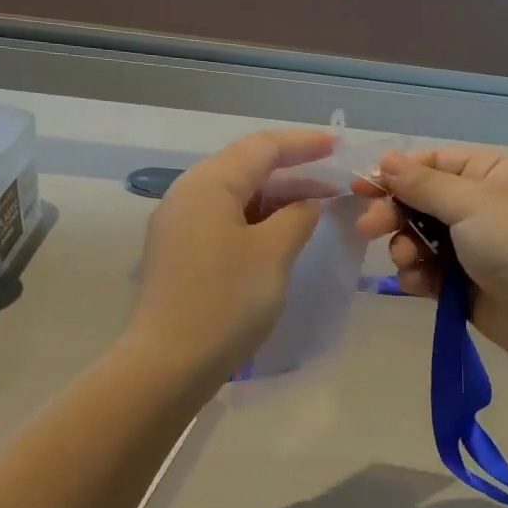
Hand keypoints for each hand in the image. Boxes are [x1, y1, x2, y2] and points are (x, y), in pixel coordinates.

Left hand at [129, 129, 336, 374]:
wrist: (170, 362)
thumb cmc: (226, 300)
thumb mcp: (272, 253)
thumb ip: (297, 217)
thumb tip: (306, 204)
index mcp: (208, 184)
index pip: (261, 148)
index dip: (302, 144)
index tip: (337, 145)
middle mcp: (187, 195)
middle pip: (246, 169)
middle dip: (293, 173)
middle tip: (334, 183)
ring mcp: (180, 225)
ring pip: (236, 198)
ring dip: (276, 200)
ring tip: (316, 209)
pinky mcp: (181, 253)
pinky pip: (225, 221)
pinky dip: (257, 221)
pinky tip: (282, 235)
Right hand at [355, 147, 507, 367]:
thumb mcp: (470, 203)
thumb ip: (422, 184)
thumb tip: (385, 159)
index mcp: (490, 173)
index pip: (433, 164)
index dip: (397, 175)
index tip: (361, 188)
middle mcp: (481, 205)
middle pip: (421, 202)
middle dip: (395, 215)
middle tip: (368, 228)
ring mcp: (472, 246)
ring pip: (419, 239)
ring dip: (406, 248)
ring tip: (408, 261)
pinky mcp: (464, 282)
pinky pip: (428, 271)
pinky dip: (418, 275)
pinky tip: (419, 283)